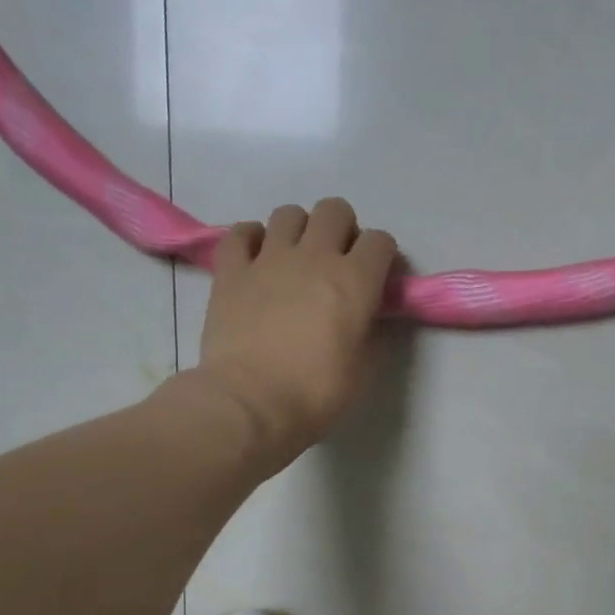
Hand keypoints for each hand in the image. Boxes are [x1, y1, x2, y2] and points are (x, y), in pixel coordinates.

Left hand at [193, 198, 398, 472]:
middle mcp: (314, 256)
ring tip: (295, 260)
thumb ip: (372, 332)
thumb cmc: (315, 394)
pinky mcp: (231, 270)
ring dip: (299, 231)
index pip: (380, 241)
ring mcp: (268, 258)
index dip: (384, 258)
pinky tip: (256, 260)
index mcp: (354, 280)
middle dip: (343, 231)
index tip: (379, 280)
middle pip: (335, 211)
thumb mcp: (364, 370)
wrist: (250, 403)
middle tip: (337, 263)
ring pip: (289, 213)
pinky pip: (241, 232)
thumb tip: (369, 315)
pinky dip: (251, 240)